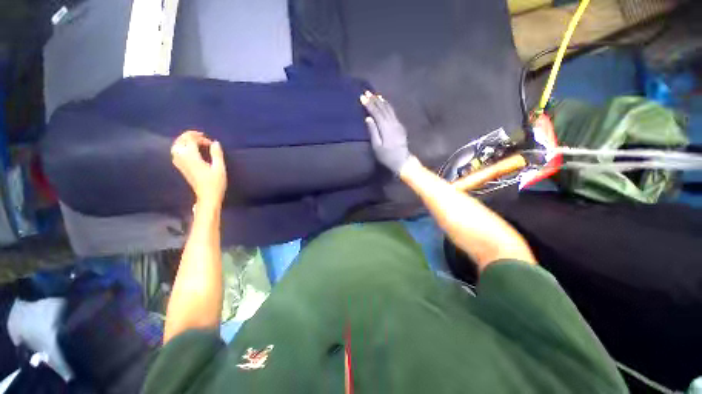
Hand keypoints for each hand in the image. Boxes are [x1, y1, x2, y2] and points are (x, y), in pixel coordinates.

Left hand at [171, 131, 226, 207]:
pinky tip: (189, 150)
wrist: (207, 196)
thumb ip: (216, 154)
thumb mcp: (219, 168)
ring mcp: (179, 163)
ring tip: (194, 141)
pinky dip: (181, 147)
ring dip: (184, 141)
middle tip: (201, 137)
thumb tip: (215, 142)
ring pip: (176, 146)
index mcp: (191, 157)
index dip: (200, 138)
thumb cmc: (215, 183)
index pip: (191, 140)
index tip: (211, 143)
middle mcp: (182, 158)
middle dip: (189, 136)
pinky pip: (176, 152)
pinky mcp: (180, 167)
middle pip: (180, 141)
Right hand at [360, 91, 412, 173]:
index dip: (369, 105)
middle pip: (383, 109)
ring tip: (375, 94)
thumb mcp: (377, 147)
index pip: (376, 113)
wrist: (402, 160)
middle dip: (374, 100)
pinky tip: (384, 103)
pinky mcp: (400, 125)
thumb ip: (373, 131)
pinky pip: (393, 112)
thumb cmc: (387, 156)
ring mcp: (398, 123)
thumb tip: (368, 118)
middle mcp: (393, 123)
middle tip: (367, 92)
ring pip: (389, 109)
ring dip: (382, 101)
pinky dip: (387, 105)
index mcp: (386, 128)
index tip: (362, 97)